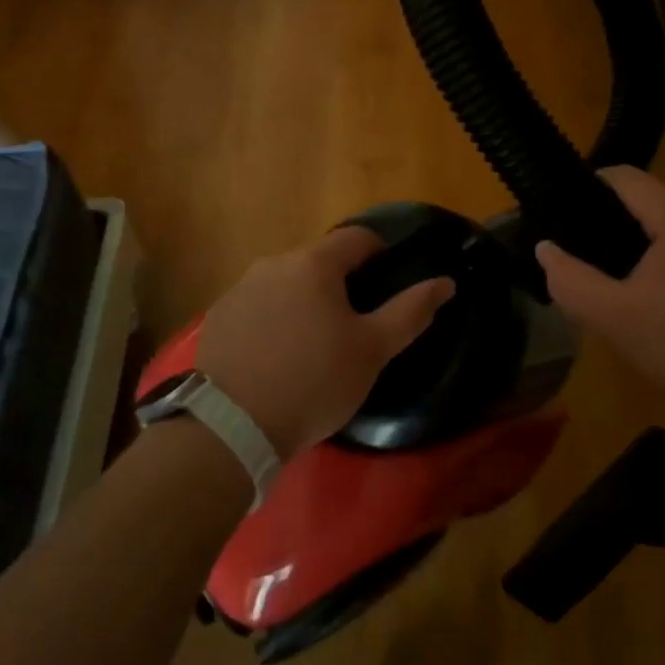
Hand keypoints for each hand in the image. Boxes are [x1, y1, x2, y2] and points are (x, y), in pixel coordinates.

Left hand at [194, 227, 454, 455]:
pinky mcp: (218, 317)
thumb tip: (446, 282)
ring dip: (303, 301)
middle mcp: (274, 263)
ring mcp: (240, 289)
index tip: (386, 282)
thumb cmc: (314, 382)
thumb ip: (411, 311)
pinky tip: (274, 358)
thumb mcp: (372, 351)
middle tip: (350, 326)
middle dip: (338, 284)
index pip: (356, 237)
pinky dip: (271, 321)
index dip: (379, 252)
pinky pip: (256, 307)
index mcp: (315, 264)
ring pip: (285, 283)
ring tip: (311, 346)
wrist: (232, 427)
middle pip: (318, 261)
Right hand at [533, 167, 664, 407]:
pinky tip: (664, 304)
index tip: (563, 213)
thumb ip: (571, 281)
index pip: (625, 177)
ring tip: (621, 287)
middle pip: (648, 204)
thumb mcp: (616, 318)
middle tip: (588, 263)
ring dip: (643, 251)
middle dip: (614, 228)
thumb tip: (545, 248)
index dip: (589, 186)